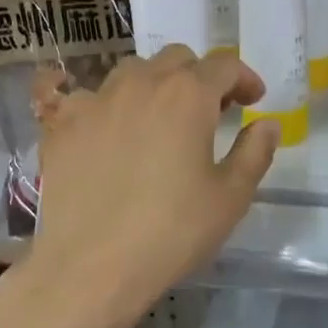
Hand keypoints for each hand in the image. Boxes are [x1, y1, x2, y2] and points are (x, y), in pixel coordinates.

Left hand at [29, 46, 280, 327]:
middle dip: (199, 77)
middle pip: (176, 60)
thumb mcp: (230, 197)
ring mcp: (94, 101)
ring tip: (158, 118)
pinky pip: (81, 96)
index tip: (253, 100)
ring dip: (154, 85)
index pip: (224, 65)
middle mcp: (140, 84)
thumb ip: (254, 152)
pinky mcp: (60, 125)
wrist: (92, 267)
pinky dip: (101, 104)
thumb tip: (267, 124)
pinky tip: (102, 125)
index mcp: (187, 96)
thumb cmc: (172, 233)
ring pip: (130, 72)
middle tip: (211, 111)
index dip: (244, 78)